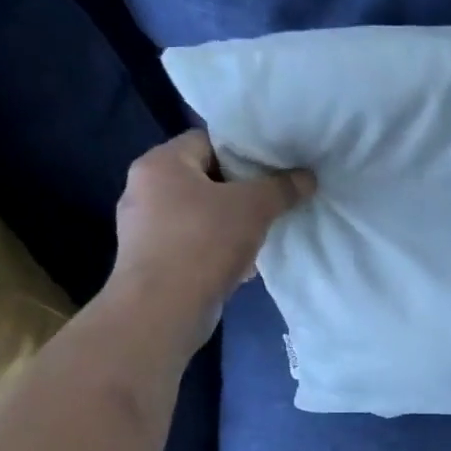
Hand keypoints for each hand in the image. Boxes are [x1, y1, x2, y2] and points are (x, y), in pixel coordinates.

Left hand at [104, 130, 314, 352]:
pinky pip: (192, 243)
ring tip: (263, 233)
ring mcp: (143, 228)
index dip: (244, 151)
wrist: (162, 310)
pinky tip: (242, 264)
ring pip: (200, 213)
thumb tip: (307, 176)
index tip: (274, 169)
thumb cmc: (204, 243)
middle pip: (204, 178)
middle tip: (273, 201)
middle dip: (241, 191)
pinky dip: (216, 248)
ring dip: (231, 223)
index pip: (207, 140)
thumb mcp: (254, 208)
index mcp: (160, 163)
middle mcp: (143, 189)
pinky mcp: (151, 260)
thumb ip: (282, 188)